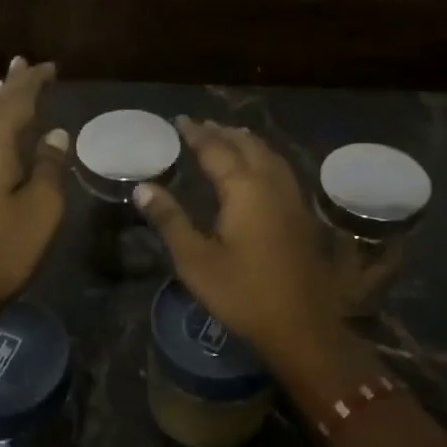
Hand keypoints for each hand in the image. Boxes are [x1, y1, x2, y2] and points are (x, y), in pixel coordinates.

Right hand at [134, 118, 340, 369]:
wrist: (301, 326)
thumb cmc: (242, 294)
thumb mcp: (195, 260)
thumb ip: (169, 220)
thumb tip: (143, 187)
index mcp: (244, 190)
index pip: (216, 150)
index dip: (197, 134)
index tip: (180, 121)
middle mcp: (272, 185)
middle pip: (248, 147)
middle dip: (223, 133)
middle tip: (202, 126)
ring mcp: (293, 201)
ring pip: (270, 156)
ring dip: (248, 143)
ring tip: (231, 138)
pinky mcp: (302, 218)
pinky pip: (282, 172)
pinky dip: (265, 159)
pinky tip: (261, 172)